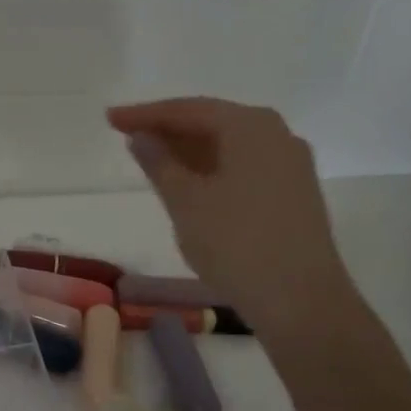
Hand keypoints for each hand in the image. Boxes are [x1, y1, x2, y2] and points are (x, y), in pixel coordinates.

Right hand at [108, 98, 359, 349]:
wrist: (300, 300)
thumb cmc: (235, 243)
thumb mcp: (185, 201)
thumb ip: (159, 163)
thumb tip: (140, 137)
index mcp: (251, 126)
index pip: (189, 110)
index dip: (146, 114)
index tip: (110, 119)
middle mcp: (277, 135)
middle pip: (213, 122)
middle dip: (169, 129)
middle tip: (127, 136)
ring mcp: (290, 165)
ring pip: (229, 147)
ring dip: (189, 151)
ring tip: (152, 161)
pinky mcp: (293, 194)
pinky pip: (243, 167)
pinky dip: (211, 170)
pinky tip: (190, 185)